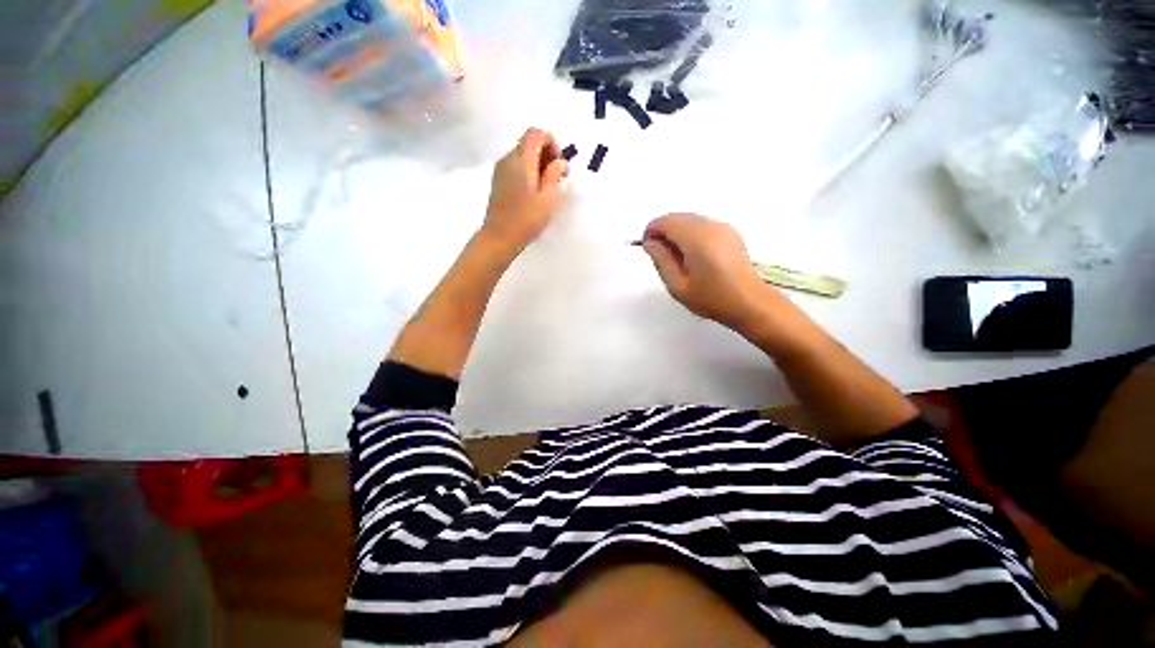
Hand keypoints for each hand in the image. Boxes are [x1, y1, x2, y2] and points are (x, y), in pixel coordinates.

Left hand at [482, 128, 568, 252]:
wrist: (499, 237)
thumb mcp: (548, 199)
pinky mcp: (499, 181)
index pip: (536, 133)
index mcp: (521, 160)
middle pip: (529, 142)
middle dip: (546, 153)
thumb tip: (560, 162)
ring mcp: (501, 170)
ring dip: (538, 163)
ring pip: (522, 154)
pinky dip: (528, 171)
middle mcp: (508, 159)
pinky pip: (516, 166)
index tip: (559, 165)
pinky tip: (534, 192)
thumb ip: (555, 175)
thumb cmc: (527, 219)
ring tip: (547, 187)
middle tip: (557, 177)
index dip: (552, 143)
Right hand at [641, 214, 780, 331]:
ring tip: (678, 259)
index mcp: (696, 238)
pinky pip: (702, 224)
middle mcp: (710, 226)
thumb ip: (661, 260)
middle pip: (677, 217)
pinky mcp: (730, 232)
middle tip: (662, 257)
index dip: (652, 232)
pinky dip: (690, 233)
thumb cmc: (712, 298)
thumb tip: (650, 242)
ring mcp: (722, 227)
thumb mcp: (678, 286)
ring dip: (677, 232)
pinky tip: (693, 255)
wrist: (749, 303)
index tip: (649, 249)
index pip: (665, 222)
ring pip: (689, 220)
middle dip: (664, 231)